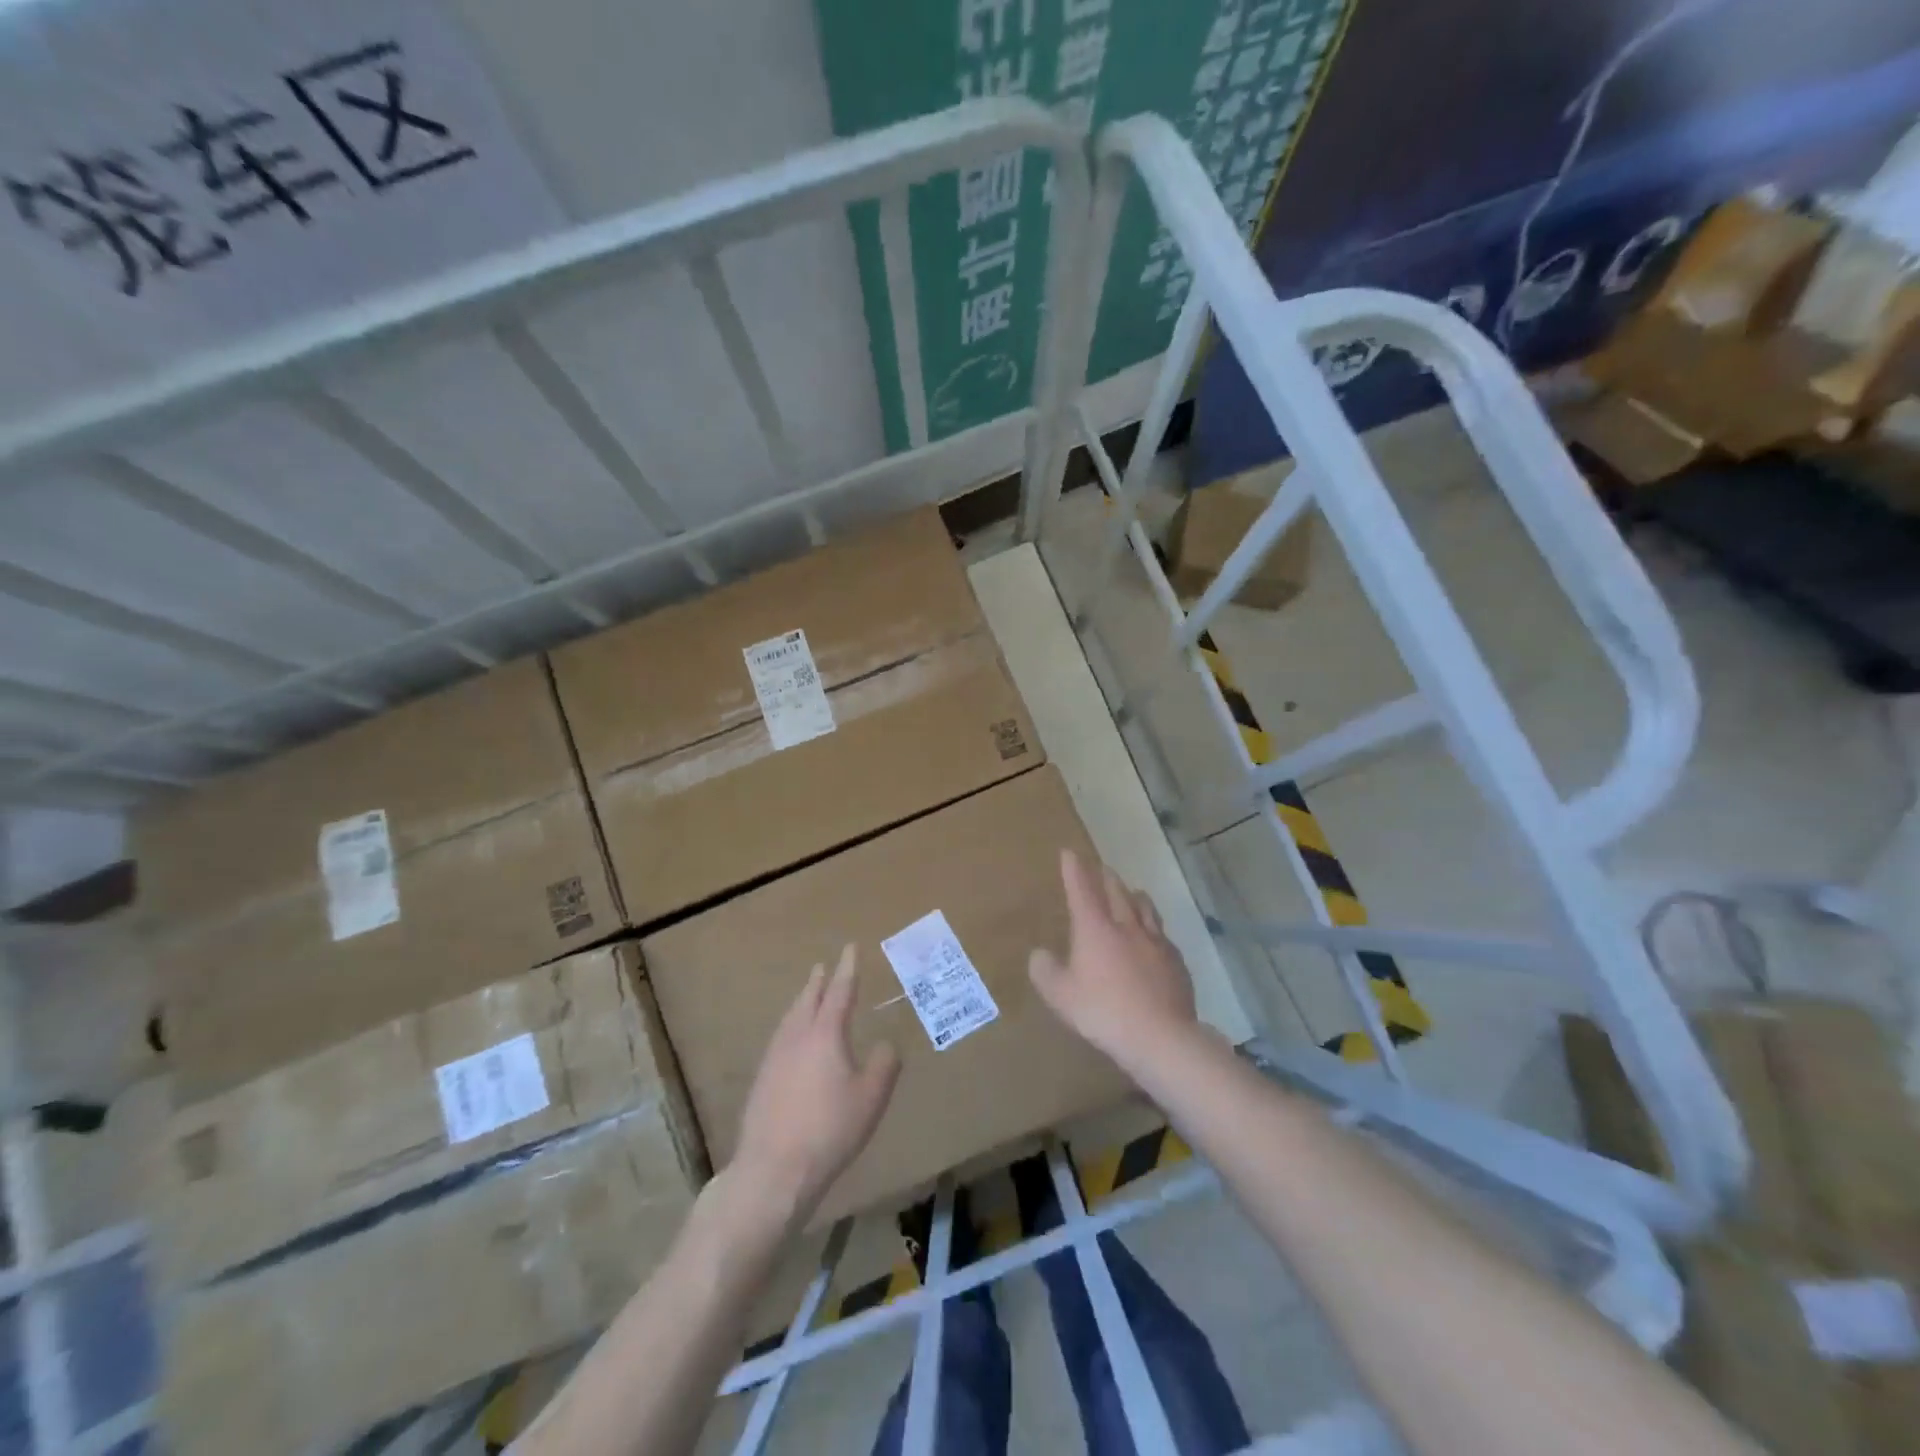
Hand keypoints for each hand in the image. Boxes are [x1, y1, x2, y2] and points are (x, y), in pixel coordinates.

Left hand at [734, 945, 900, 1228]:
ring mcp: (774, 1058)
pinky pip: (780, 1039)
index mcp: (825, 1034)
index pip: (839, 992)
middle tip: (823, 967)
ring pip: (790, 1019)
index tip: (850, 948)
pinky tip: (792, 1042)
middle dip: (818, 982)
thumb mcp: (870, 1098)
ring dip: (802, 1003)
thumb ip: (883, 1065)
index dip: (847, 969)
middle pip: (808, 1000)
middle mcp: (797, 1037)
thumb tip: (885, 1044)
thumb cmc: (830, 1129)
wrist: (774, 1169)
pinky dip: (791, 1027)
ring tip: (808, 997)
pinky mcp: (761, 1080)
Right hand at [1029, 849, 1197, 1073]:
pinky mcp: (1176, 963)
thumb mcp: (1060, 996)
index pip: (1082, 890)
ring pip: (1145, 909)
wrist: (1160, 1036)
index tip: (1070, 853)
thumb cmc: (1102, 1012)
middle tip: (1102, 868)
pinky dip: (1155, 930)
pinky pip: (1163, 937)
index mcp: (1095, 929)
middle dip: (1106, 877)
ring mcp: (1156, 943)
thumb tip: (1040, 954)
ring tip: (1133, 893)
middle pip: (1117, 892)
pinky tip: (1156, 938)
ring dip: (1135, 897)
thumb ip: (1045, 971)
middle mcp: (1127, 926)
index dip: (1074, 870)